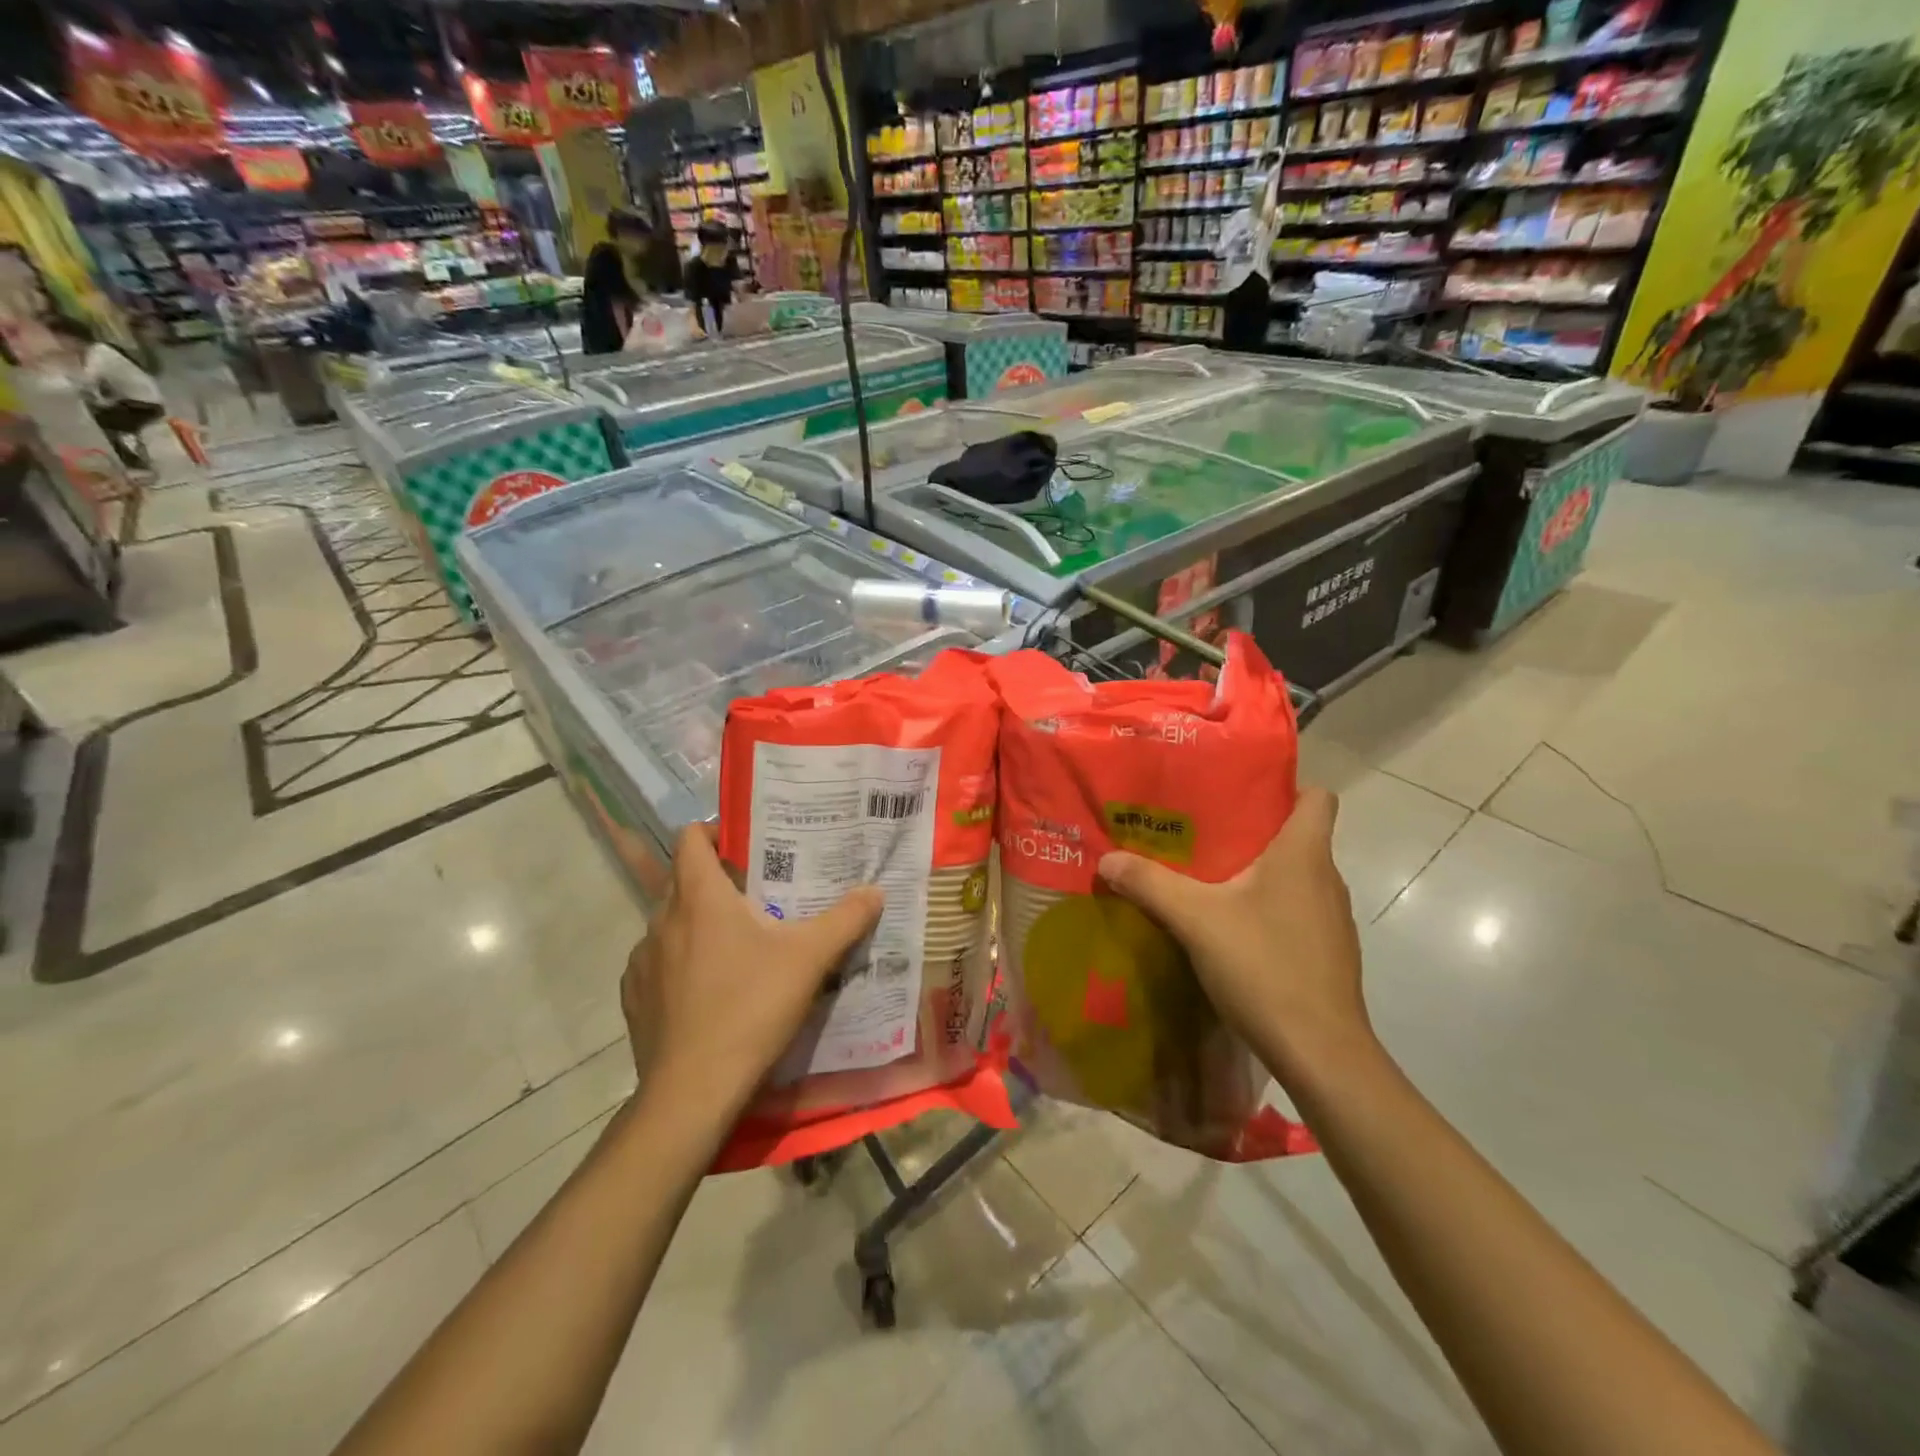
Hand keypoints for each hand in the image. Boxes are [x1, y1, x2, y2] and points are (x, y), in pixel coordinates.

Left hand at [621, 825, 883, 1121]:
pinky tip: (708, 992)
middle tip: (758, 897)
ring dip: (698, 926)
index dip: (714, 831)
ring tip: (736, 948)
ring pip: (670, 925)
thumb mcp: (810, 958)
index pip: (689, 837)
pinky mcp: (634, 998)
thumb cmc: (751, 1007)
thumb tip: (875, 891)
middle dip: (717, 882)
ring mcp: (641, 961)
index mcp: (699, 897)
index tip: (745, 846)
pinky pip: (658, 964)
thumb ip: (845, 919)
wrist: (693, 1091)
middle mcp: (661, 919)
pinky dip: (680, 965)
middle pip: (684, 880)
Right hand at [1096, 788, 1370, 1086]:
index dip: (1285, 787)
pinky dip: (1266, 910)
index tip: (1240, 793)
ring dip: (1257, 874)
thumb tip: (1107, 859)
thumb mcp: (1195, 919)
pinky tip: (1229, 930)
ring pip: (1294, 877)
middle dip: (1252, 830)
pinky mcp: (1327, 953)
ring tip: (1207, 879)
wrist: (1320, 1052)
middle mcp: (1326, 879)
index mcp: (1303, 854)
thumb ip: (1150, 884)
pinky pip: (1295, 912)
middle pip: (1298, 836)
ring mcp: (1331, 920)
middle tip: (1200, 833)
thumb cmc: (1264, 966)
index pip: (1317, 797)